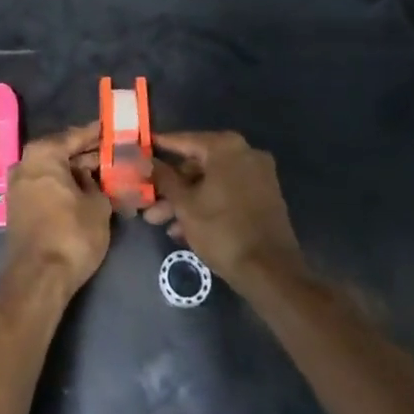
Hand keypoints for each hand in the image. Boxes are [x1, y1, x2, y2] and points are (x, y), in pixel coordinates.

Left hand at [4, 123, 111, 298]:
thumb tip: (91, 177)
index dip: (95, 134)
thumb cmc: (71, 234)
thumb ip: (97, 183)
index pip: (74, 136)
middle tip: (112, 154)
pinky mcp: (18, 206)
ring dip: (75, 172)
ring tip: (103, 173)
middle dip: (86, 155)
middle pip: (61, 152)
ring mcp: (18, 185)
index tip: (112, 129)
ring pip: (53, 171)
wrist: (38, 278)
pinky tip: (84, 192)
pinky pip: (45, 186)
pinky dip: (63, 186)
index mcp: (43, 154)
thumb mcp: (97, 206)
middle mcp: (25, 163)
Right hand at [146, 131, 306, 294]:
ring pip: (212, 183)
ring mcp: (259, 177)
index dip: (161, 147)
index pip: (184, 141)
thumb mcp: (184, 204)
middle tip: (149, 201)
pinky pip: (228, 194)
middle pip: (198, 165)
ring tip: (162, 224)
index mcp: (226, 147)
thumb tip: (147, 160)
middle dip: (172, 187)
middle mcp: (245, 154)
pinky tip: (185, 230)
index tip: (142, 149)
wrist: (271, 273)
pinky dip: (208, 206)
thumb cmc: (222, 230)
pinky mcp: (265, 199)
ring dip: (187, 201)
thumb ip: (164, 178)